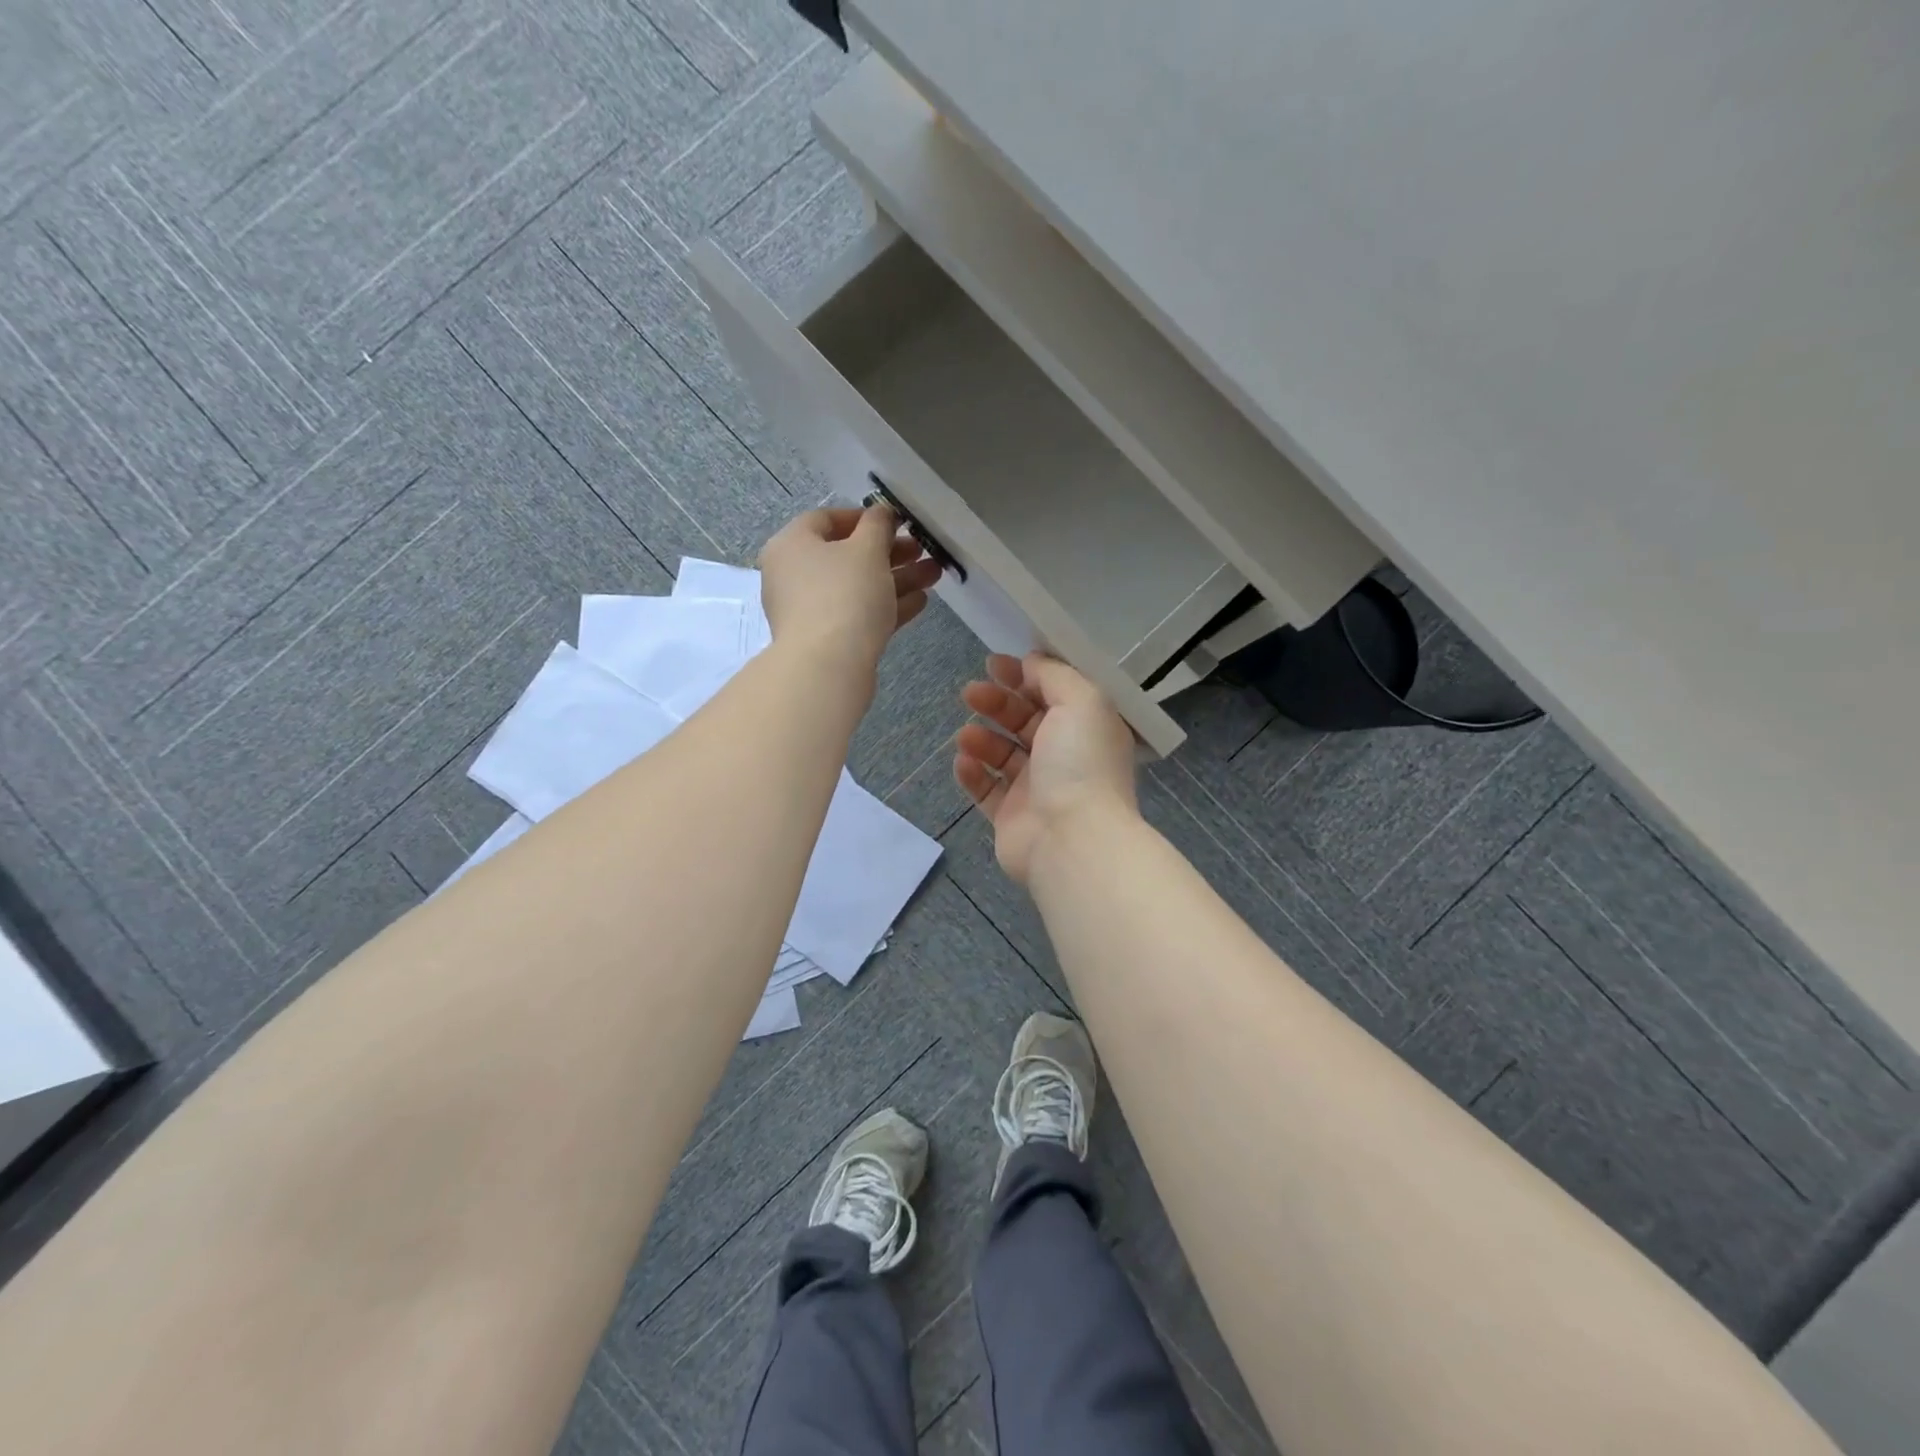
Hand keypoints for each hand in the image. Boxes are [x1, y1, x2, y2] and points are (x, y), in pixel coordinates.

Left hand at [759, 506, 941, 675]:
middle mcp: (794, 575)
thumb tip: (882, 513)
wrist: (827, 667)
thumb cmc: (844, 594)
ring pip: (857, 587)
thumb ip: (878, 526)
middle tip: (923, 550)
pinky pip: (858, 614)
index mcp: (792, 545)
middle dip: (889, 552)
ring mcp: (809, 611)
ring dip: (896, 579)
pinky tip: (920, 602)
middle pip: (846, 556)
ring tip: (934, 575)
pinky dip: (886, 606)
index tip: (896, 522)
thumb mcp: (867, 550)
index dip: (864, 517)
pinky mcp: (826, 640)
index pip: (826, 519)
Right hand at [953, 653, 1138, 884]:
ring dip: (981, 738)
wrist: (1071, 840)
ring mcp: (1037, 790)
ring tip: (966, 735)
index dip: (1025, 676)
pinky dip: (972, 774)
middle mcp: (1064, 757)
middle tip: (971, 693)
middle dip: (997, 703)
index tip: (995, 664)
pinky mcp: (1012, 818)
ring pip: (1002, 754)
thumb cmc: (1080, 763)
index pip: (1054, 693)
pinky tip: (962, 761)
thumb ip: (1055, 675)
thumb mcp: (1081, 701)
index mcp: (1087, 729)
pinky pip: (986, 790)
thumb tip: (1031, 663)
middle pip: (1024, 721)